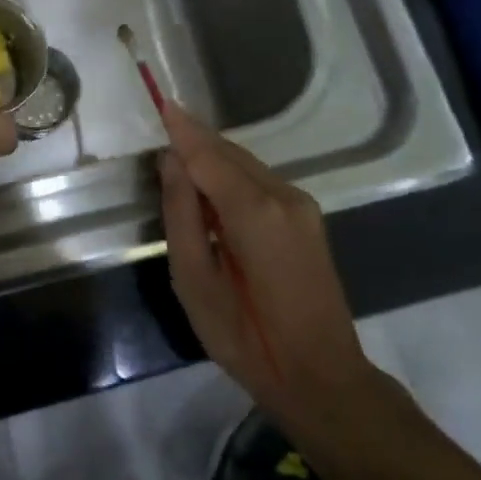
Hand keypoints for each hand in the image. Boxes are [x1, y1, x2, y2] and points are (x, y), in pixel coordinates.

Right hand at [159, 104, 373, 431]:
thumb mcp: (195, 281)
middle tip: (161, 133)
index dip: (183, 130)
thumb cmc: (246, 337)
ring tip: (178, 163)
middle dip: (195, 141)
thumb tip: (172, 163)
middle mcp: (285, 196)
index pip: (209, 155)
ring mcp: (302, 206)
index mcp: (255, 212)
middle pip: (230, 153)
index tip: (161, 103)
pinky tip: (210, 192)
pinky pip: (260, 182)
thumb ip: (182, 216)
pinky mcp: (307, 219)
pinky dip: (231, 177)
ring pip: (247, 165)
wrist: (320, 376)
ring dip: (212, 159)